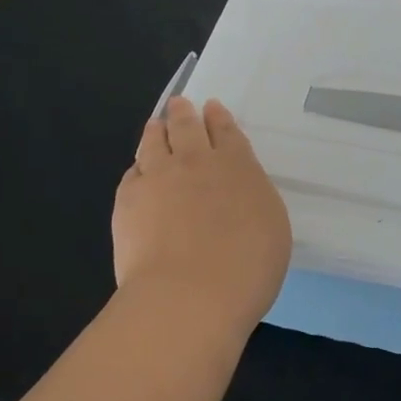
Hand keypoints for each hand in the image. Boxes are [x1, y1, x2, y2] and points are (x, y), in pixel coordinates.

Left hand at [113, 97, 291, 334]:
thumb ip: (254, 201)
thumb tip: (240, 195)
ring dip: (156, 131)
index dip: (218, 117)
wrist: (190, 295)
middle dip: (184, 113)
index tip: (212, 107)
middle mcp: (196, 161)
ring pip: (154, 142)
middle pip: (186, 126)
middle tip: (180, 105)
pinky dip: (138, 167)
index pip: (226, 131)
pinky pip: (132, 174)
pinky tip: (138, 172)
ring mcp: (158, 177)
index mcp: (237, 165)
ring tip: (156, 126)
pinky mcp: (127, 200)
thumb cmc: (248, 268)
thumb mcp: (273, 229)